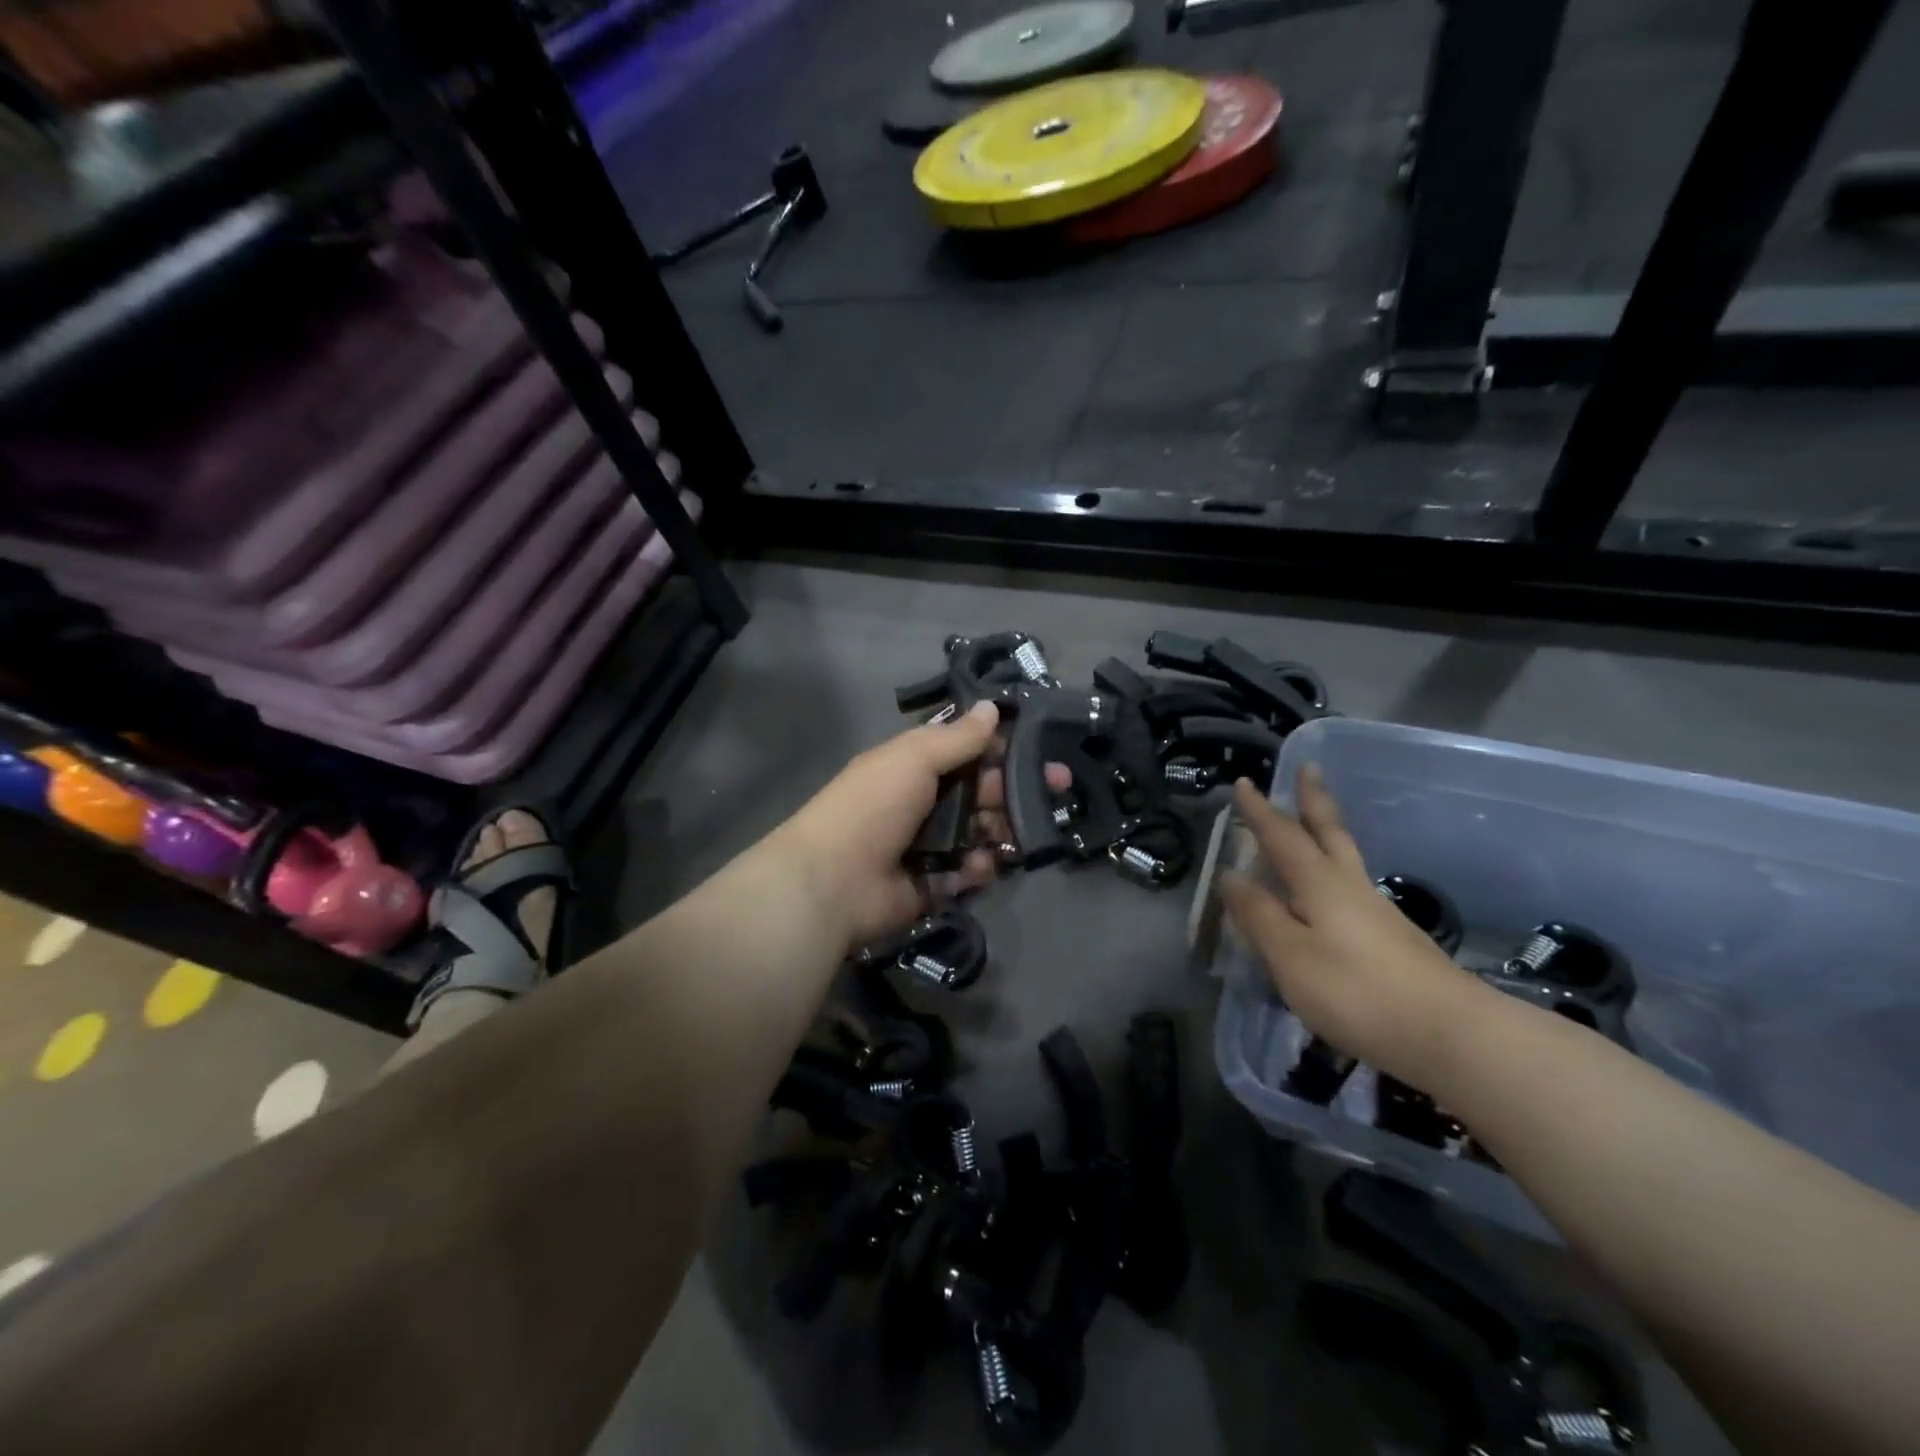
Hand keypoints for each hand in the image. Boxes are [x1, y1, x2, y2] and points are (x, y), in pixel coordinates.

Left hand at [775, 702, 1070, 949]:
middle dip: (1016, 790)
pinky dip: (977, 868)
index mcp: (914, 766)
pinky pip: (968, 871)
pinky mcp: (932, 883)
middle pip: (981, 792)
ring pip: (981, 832)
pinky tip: (979, 866)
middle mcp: (923, 802)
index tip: (1041, 749)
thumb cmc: (872, 807)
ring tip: (1016, 834)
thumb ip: (957, 737)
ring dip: (1001, 831)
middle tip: (1057, 789)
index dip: (1003, 748)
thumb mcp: (913, 759)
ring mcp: (928, 845)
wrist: (832, 881)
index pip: (968, 750)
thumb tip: (991, 706)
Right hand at [1220, 767, 1490, 1090]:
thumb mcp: (1291, 956)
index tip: (1244, 782)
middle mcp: (1350, 886)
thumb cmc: (1357, 991)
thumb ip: (1259, 916)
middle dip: (1313, 800)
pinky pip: (1352, 888)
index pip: (1282, 837)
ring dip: (1326, 832)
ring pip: (1345, 858)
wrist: (1452, 1035)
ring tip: (1312, 825)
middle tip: (1308, 768)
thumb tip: (1231, 876)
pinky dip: (1335, 871)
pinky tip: (1331, 893)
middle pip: (1329, 833)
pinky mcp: (1395, 939)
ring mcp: (1378, 912)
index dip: (1261, 811)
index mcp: (1320, 884)